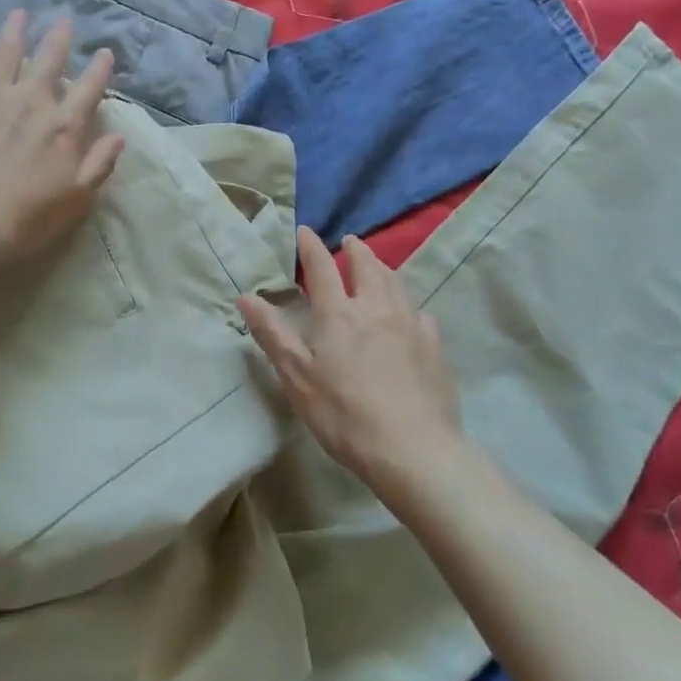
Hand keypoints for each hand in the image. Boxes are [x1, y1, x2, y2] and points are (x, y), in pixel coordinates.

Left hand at [0, 11, 123, 261]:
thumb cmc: (27, 215)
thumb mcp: (77, 197)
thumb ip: (100, 164)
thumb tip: (119, 137)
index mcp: (64, 125)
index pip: (89, 89)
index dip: (100, 69)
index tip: (105, 52)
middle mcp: (31, 100)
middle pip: (49, 60)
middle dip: (58, 38)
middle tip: (63, 20)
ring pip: (5, 53)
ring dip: (14, 31)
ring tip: (18, 14)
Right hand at [238, 227, 463, 484]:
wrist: (412, 448)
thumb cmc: (343, 414)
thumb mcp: (296, 377)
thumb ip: (272, 334)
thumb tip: (246, 296)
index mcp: (338, 313)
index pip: (322, 267)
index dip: (311, 247)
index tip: (305, 231)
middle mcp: (376, 308)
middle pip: (367, 266)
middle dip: (355, 250)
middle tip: (349, 241)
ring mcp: (410, 324)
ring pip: (396, 283)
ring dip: (382, 267)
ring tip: (377, 265)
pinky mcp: (434, 345)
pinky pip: (419, 312)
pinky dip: (407, 303)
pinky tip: (409, 314)